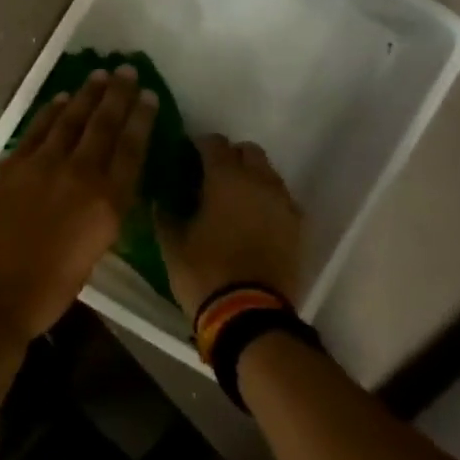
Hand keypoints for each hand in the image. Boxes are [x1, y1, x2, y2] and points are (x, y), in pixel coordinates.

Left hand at [0, 66, 158, 341]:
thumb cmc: (42, 293)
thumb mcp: (88, 257)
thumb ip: (97, 218)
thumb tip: (98, 196)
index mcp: (106, 204)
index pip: (131, 150)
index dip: (141, 120)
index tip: (149, 96)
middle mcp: (78, 175)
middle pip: (102, 126)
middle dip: (117, 95)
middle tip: (127, 70)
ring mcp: (41, 165)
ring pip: (69, 120)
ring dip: (86, 95)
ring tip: (98, 75)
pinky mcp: (9, 164)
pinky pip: (36, 129)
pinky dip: (50, 111)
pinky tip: (59, 99)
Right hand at [158, 135, 303, 317]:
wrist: (250, 315)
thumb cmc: (204, 273)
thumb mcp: (172, 245)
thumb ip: (166, 215)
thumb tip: (161, 201)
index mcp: (226, 179)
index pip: (214, 143)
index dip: (200, 146)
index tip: (188, 157)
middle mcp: (259, 182)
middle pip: (249, 152)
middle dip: (232, 157)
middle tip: (213, 176)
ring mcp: (283, 205)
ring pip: (269, 175)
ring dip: (252, 178)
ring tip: (234, 199)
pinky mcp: (298, 229)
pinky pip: (282, 202)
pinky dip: (268, 203)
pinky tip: (254, 221)